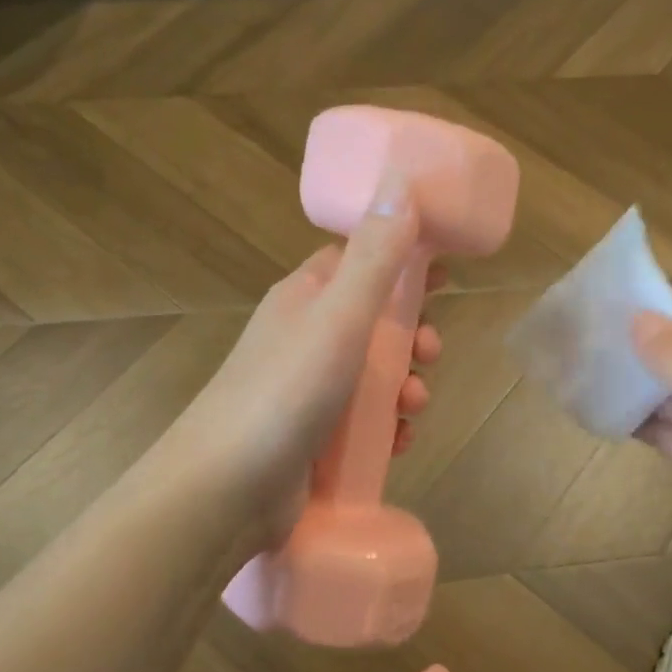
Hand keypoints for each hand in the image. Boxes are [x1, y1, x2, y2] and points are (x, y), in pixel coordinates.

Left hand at [167, 180, 442, 545]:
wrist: (226, 489)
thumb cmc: (286, 391)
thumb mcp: (339, 316)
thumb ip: (375, 256)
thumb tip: (400, 183)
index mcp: (307, 295)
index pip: (359, 258)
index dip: (402, 259)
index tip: (444, 273)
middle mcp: (306, 335)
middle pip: (374, 319)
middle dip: (412, 335)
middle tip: (430, 352)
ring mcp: (307, 388)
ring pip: (374, 374)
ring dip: (405, 385)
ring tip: (414, 408)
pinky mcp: (313, 435)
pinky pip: (363, 421)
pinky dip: (386, 427)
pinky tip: (398, 443)